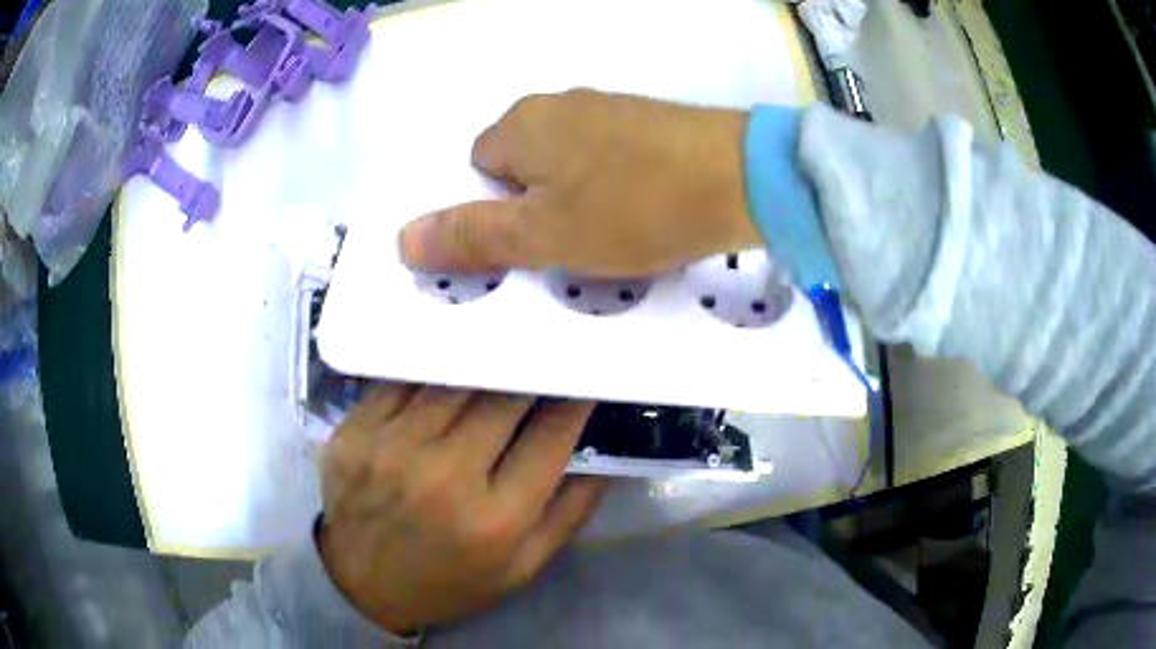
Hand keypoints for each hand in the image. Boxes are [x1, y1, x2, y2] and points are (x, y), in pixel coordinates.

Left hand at [318, 384, 604, 634]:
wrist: (362, 586)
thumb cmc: (450, 582)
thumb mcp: (523, 567)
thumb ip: (569, 512)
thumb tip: (601, 455)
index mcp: (495, 519)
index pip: (550, 436)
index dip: (573, 400)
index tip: (581, 378)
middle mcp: (443, 477)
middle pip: (502, 398)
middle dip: (530, 373)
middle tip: (542, 358)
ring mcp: (391, 450)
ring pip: (452, 380)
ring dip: (482, 365)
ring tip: (496, 354)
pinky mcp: (354, 434)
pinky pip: (401, 382)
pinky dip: (430, 372)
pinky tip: (444, 370)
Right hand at [398, 89, 757, 276]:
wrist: (742, 178)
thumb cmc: (635, 208)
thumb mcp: (544, 236)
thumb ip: (472, 237)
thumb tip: (402, 239)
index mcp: (522, 124)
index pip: (479, 169)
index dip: (502, 211)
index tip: (541, 239)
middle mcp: (559, 104)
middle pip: (525, 165)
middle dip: (541, 206)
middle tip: (580, 242)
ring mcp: (609, 107)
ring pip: (570, 164)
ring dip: (581, 199)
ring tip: (620, 230)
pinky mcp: (649, 121)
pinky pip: (611, 159)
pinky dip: (618, 186)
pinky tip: (647, 206)